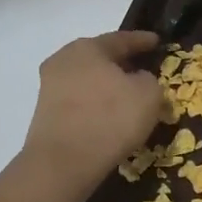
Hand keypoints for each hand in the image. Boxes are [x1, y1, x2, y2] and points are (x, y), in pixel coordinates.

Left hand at [21, 32, 163, 190]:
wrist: (63, 163)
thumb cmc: (110, 118)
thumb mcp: (148, 94)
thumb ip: (149, 79)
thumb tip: (137, 79)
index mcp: (88, 48)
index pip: (121, 39)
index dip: (142, 40)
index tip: (157, 41)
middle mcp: (63, 60)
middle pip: (99, 57)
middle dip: (121, 62)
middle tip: (141, 66)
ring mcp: (49, 87)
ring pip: (87, 79)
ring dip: (107, 85)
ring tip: (127, 94)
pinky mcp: (45, 113)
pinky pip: (79, 100)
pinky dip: (95, 103)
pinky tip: (109, 115)